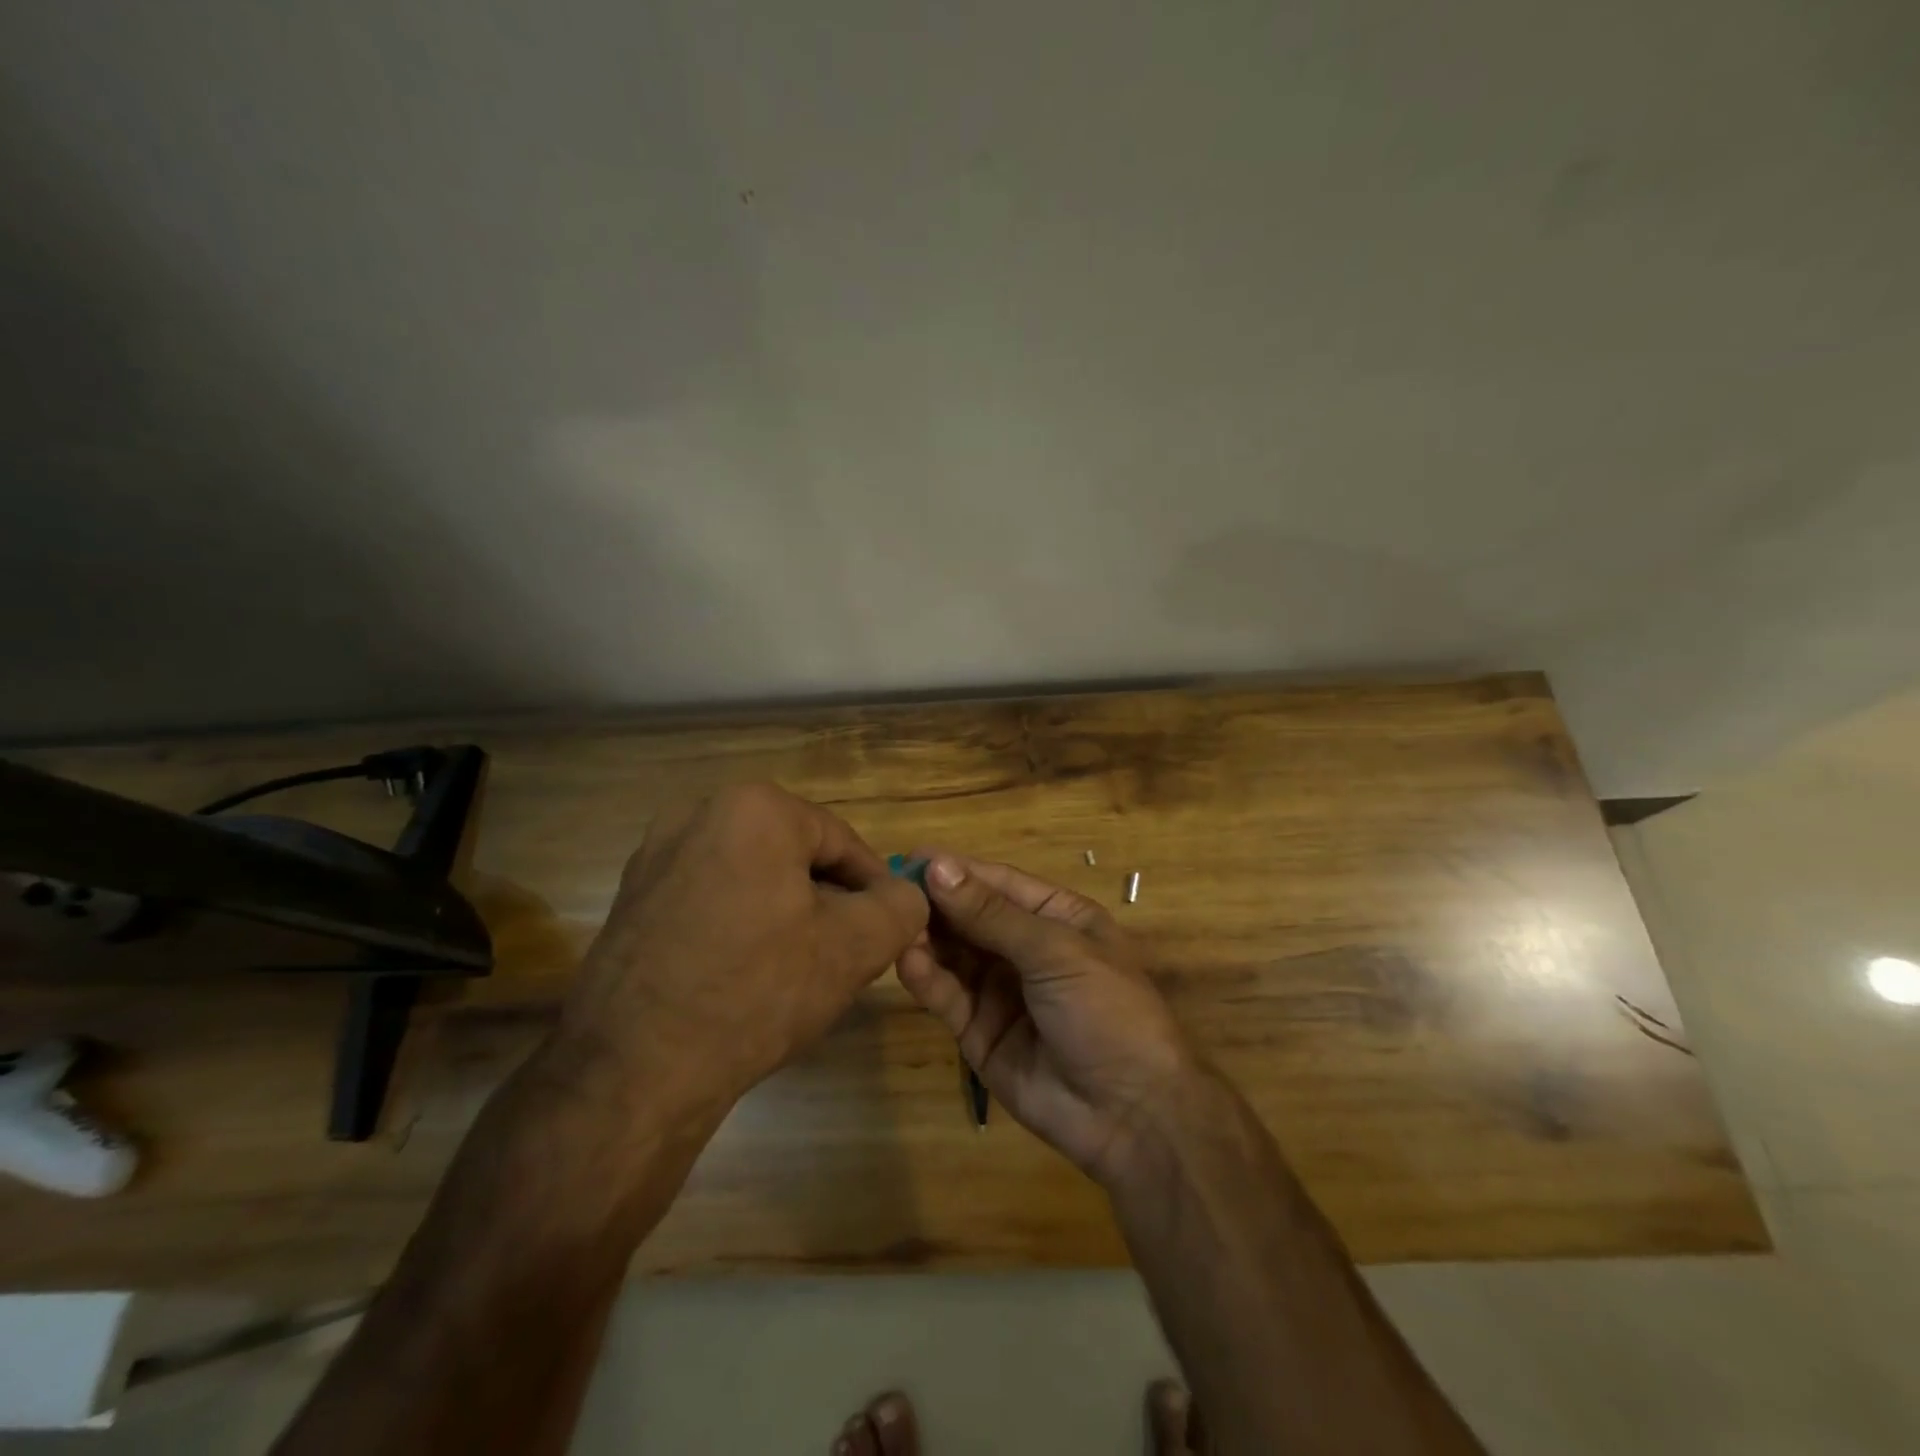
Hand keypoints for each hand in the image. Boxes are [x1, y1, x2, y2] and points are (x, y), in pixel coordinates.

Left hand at [549, 785, 928, 1124]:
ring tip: (796, 968)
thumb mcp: (855, 948)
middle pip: (794, 854)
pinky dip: (738, 922)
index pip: (841, 842)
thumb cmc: (757, 992)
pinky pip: (710, 895)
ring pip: (752, 874)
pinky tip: (745, 973)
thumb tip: (906, 894)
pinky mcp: (632, 895)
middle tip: (844, 952)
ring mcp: (655, 853)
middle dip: (826, 899)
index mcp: (755, 808)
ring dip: (784, 911)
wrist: (633, 1071)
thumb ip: (901, 907)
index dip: (874, 886)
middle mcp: (698, 811)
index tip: (888, 928)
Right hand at [897, 852, 1199, 1185]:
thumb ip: (991, 914)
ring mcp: (1001, 991)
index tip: (911, 857)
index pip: (998, 883)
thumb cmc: (1106, 1011)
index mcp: (1058, 918)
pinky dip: (927, 979)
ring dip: (926, 939)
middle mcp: (1026, 948)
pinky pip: (948, 997)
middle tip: (890, 892)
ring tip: (896, 926)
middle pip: (971, 917)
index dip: (957, 870)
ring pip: (954, 954)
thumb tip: (938, 866)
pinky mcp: (979, 1031)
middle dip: (935, 904)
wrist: (1130, 1114)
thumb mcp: (1054, 951)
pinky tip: (908, 962)